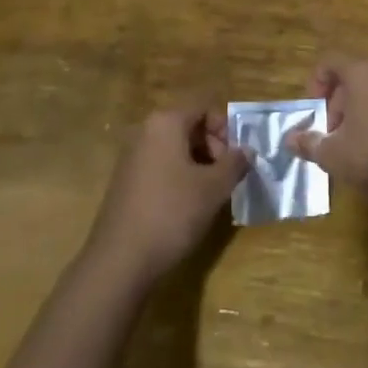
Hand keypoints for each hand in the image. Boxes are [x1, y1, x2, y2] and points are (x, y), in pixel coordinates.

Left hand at [85, 105, 247, 287]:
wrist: (120, 260)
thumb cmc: (172, 213)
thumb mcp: (213, 188)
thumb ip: (235, 163)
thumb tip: (247, 150)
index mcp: (165, 122)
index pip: (204, 107)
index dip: (225, 128)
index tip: (235, 158)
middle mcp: (146, 131)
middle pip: (189, 125)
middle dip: (214, 147)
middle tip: (225, 178)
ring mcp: (132, 156)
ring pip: (176, 148)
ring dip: (199, 164)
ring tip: (210, 195)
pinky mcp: (126, 180)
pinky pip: (161, 165)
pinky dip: (179, 177)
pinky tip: (187, 206)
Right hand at [285, 54, 367, 210]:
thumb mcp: (333, 154)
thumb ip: (309, 142)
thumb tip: (290, 138)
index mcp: (363, 70)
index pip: (329, 62)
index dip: (315, 84)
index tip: (314, 113)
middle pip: (352, 74)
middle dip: (337, 101)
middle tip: (332, 133)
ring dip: (358, 108)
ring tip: (352, 141)